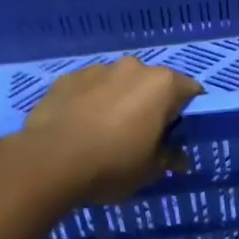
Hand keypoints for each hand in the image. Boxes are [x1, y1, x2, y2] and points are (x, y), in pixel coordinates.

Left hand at [16, 57, 201, 203]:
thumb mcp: (150, 170)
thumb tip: (180, 159)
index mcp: (162, 85)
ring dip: (118, 100)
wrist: (48, 161)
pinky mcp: (67, 78)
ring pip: (118, 83)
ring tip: (105, 131)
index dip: (187, 113)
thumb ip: (169, 158)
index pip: (190, 91)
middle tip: (141, 135)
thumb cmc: (112, 164)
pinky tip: (80, 127)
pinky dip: (90, 102)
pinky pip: (89, 88)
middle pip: (152, 84)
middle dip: (150, 104)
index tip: (176, 134)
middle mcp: (133, 68)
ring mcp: (97, 69)